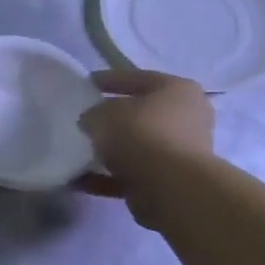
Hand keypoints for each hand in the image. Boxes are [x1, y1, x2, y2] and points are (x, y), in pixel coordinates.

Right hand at [76, 69, 215, 229]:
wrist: (170, 186)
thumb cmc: (141, 134)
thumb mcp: (104, 113)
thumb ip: (93, 113)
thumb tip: (91, 122)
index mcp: (178, 90)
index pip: (138, 78)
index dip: (108, 80)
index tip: (84, 84)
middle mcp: (186, 118)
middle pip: (141, 114)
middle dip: (112, 118)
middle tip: (83, 119)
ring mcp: (180, 151)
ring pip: (137, 146)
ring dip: (109, 150)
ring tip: (78, 150)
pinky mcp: (169, 180)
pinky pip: (131, 173)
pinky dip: (106, 177)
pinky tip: (79, 180)